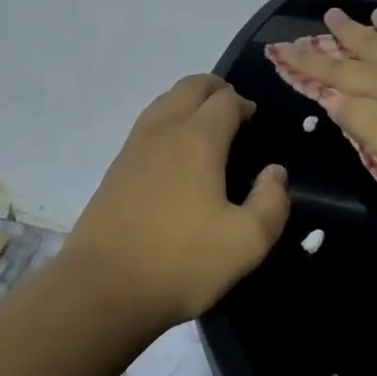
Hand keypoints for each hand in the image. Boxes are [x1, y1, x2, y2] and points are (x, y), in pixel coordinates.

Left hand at [62, 74, 288, 327]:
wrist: (102, 288)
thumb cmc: (181, 262)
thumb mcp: (247, 242)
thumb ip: (271, 202)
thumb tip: (274, 172)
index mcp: (197, 139)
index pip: (225, 99)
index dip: (244, 104)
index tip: (255, 123)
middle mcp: (163, 131)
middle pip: (190, 87)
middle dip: (216, 90)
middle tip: (234, 115)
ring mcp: (133, 147)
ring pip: (164, 102)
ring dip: (189, 104)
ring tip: (208, 132)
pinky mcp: (115, 169)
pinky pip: (147, 126)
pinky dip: (168, 123)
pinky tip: (176, 158)